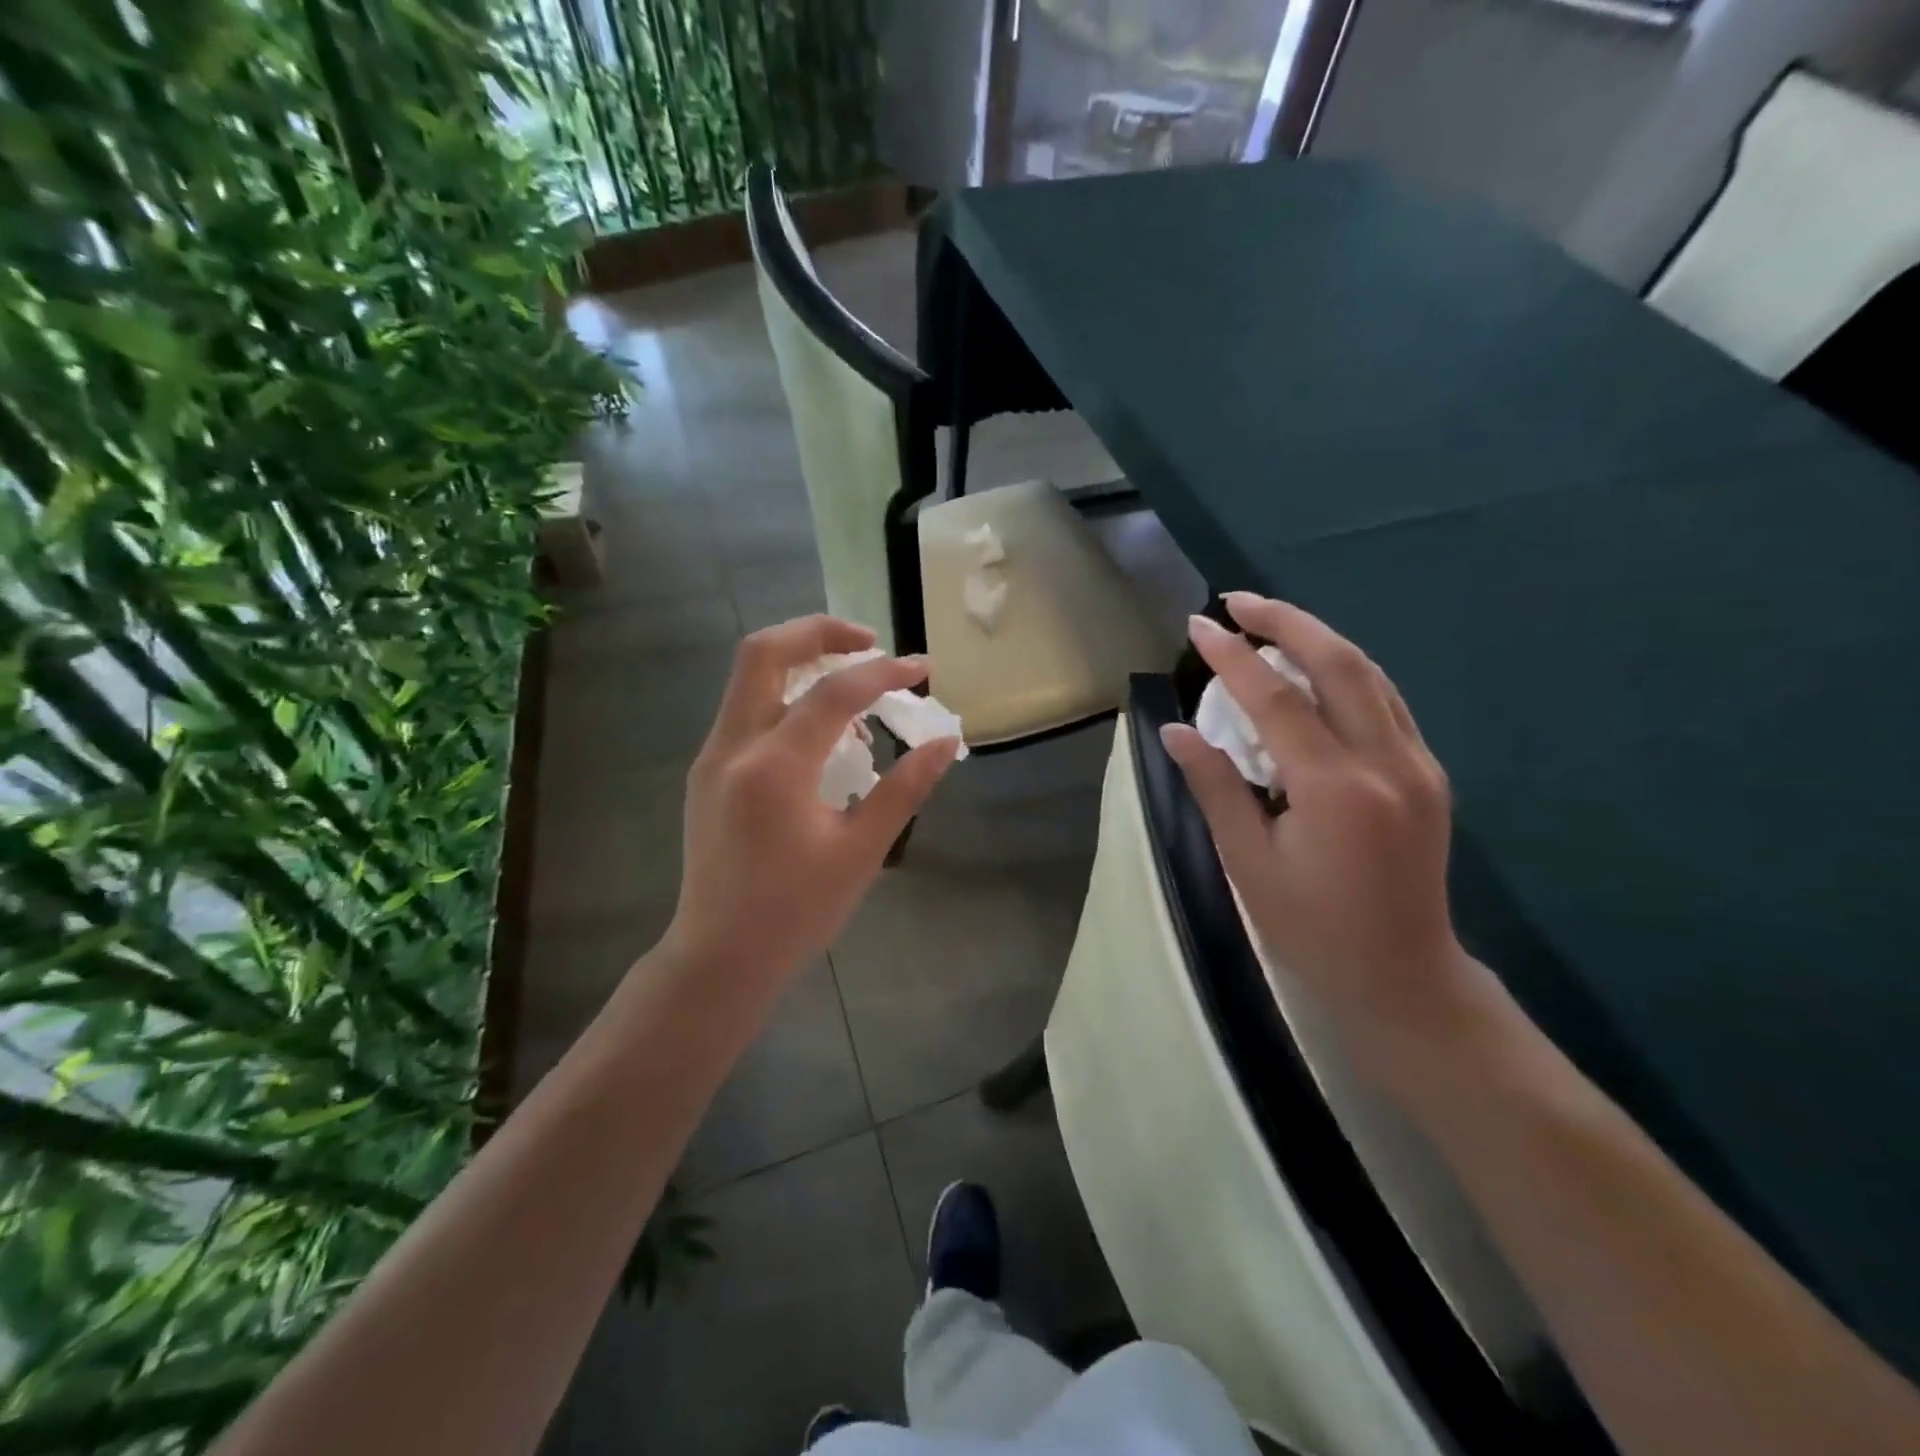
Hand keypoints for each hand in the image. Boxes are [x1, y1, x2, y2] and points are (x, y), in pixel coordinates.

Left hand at [667, 615, 959, 980]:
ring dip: (801, 661)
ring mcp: (712, 757)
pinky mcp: (708, 771)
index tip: (922, 669)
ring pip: (749, 676)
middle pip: (764, 652)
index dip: (883, 673)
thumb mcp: (861, 852)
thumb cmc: (796, 913)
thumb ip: (904, 789)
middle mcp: (733, 748)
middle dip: (819, 631)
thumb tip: (945, 742)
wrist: (720, 957)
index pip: (832, 693)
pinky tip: (824, 732)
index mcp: (774, 769)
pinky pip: (747, 709)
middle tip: (869, 642)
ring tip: (855, 686)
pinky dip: (786, 697)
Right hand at [1161, 594, 1482, 1069]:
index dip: (1232, 657)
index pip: (1275, 699)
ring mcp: (1417, 764)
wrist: (1402, 977)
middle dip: (1286, 622)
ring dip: (1318, 639)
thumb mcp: (1248, 862)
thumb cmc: (1311, 928)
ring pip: (1369, 675)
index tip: (1197, 626)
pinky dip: (1344, 671)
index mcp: (1335, 788)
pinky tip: (1313, 671)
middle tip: (1237, 602)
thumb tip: (1176, 730)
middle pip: (1339, 663)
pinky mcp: (1428, 774)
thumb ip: (1216, 786)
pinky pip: (1384, 701)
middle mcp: (1386, 762)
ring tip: (1269, 624)